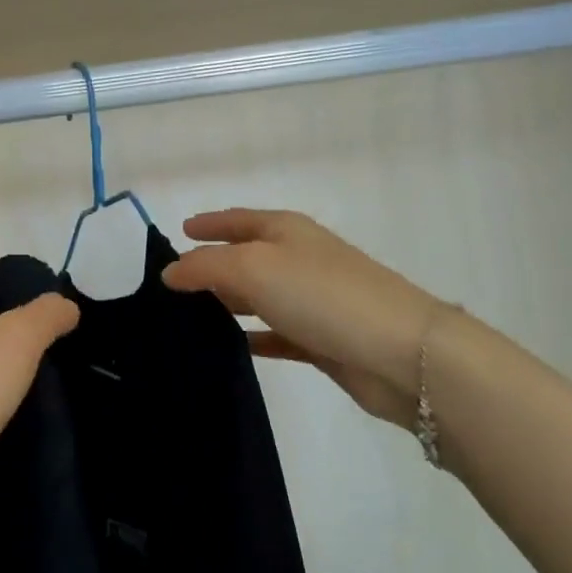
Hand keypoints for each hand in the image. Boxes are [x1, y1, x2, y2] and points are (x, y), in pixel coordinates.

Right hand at [161, 209, 440, 427]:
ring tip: (187, 317)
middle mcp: (299, 260)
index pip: (238, 220)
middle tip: (170, 284)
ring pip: (258, 298)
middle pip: (246, 258)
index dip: (209, 223)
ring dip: (228, 304)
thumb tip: (170, 272)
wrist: (401, 352)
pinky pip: (276, 334)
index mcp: (287, 232)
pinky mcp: (321, 340)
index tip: (179, 231)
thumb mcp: (253, 268)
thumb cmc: (322, 295)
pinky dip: (252, 337)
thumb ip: (205, 267)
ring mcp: (312, 301)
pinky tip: (229, 348)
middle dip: (211, 266)